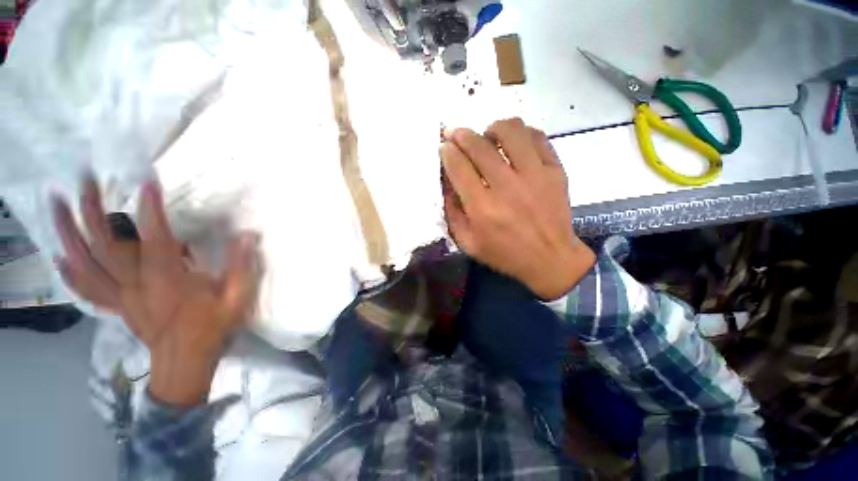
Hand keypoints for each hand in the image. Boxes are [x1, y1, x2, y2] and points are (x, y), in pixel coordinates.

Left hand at [52, 178, 260, 406]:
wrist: (185, 364)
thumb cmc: (212, 329)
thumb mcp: (236, 298)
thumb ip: (240, 266)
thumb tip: (247, 235)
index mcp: (168, 281)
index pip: (156, 239)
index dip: (151, 210)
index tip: (147, 182)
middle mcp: (136, 284)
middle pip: (106, 245)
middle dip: (92, 210)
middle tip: (85, 180)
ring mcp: (121, 296)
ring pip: (86, 262)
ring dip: (68, 232)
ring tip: (57, 203)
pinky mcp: (117, 305)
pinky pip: (87, 288)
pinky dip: (71, 272)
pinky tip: (61, 256)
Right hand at [441, 118, 594, 299]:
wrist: (550, 259)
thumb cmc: (504, 253)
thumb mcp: (467, 242)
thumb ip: (452, 212)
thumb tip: (446, 182)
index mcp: (482, 207)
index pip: (458, 166)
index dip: (447, 152)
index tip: (444, 147)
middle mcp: (506, 186)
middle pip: (479, 145)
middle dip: (462, 135)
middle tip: (456, 134)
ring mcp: (534, 175)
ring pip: (511, 132)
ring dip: (493, 128)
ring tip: (488, 136)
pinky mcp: (555, 170)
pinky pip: (537, 137)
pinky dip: (521, 133)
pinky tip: (514, 142)